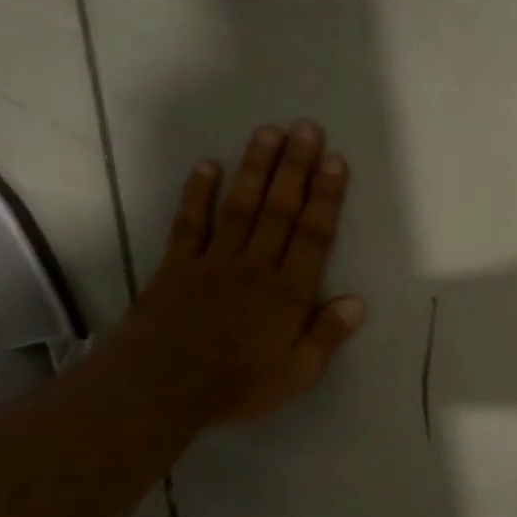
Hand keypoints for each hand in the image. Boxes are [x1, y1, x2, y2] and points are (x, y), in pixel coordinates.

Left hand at [123, 121, 366, 426]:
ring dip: (255, 168)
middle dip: (295, 168)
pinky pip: (190, 223)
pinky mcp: (178, 266)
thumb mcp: (297, 374)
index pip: (313, 236)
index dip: (326, 197)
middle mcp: (255, 267)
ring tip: (268, 132)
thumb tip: (357, 301)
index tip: (335, 162)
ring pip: (240, 207)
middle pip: (280, 210)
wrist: (159, 389)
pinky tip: (208, 165)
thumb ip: (327, 336)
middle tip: (306, 128)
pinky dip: (199, 193)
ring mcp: (214, 262)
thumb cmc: (236, 386)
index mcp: (288, 293)